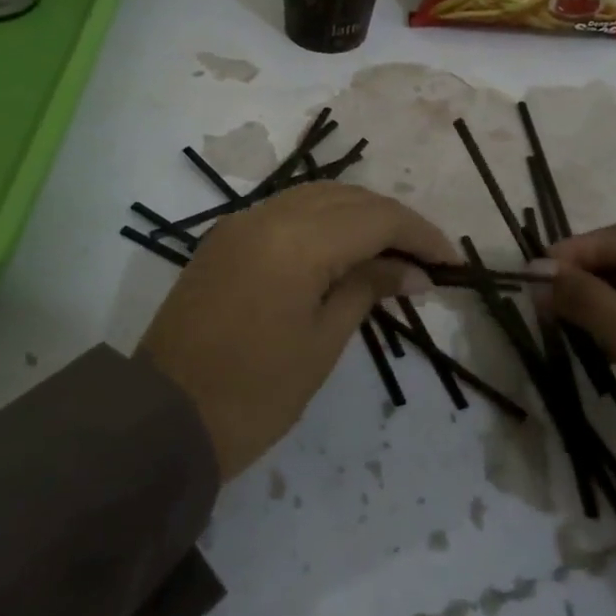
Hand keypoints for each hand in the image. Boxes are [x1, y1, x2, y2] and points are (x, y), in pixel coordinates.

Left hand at [137, 184, 456, 481]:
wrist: (163, 419)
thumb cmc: (253, 394)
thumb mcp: (321, 344)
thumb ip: (367, 290)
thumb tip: (412, 272)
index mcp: (297, 242)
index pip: (376, 218)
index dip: (420, 235)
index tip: (452, 263)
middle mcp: (267, 215)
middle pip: (348, 198)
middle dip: (393, 221)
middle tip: (425, 260)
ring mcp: (240, 222)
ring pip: (315, 196)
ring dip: (358, 215)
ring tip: (390, 252)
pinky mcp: (224, 238)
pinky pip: (285, 211)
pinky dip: (322, 221)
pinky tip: (341, 249)